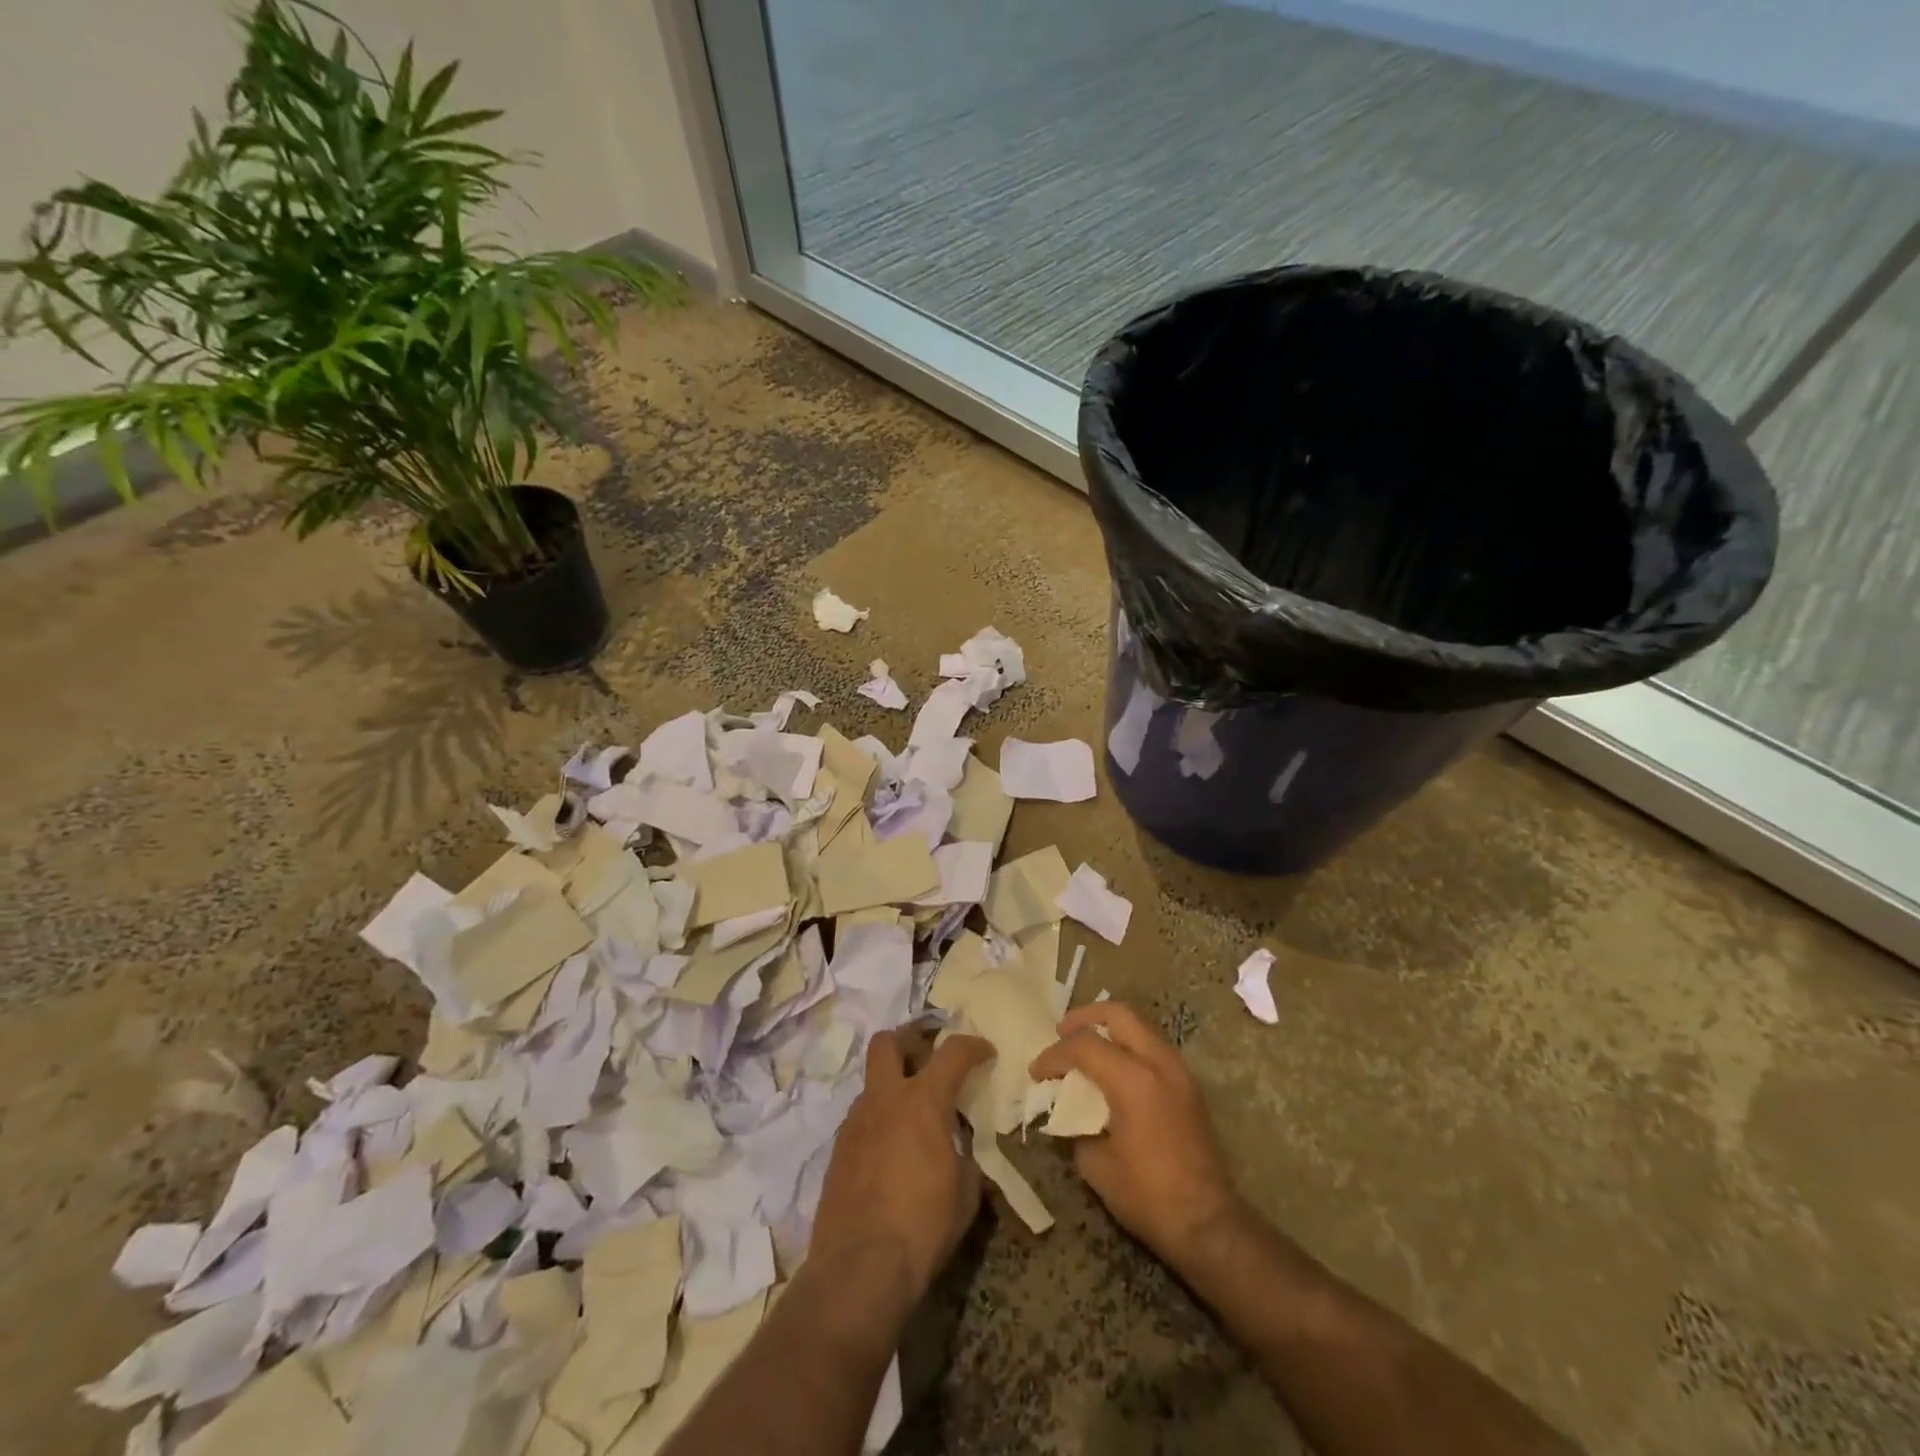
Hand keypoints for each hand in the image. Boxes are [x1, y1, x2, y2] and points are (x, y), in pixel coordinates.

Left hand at [810, 1030, 994, 1305]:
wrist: (860, 1267)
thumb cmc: (923, 1225)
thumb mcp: (965, 1193)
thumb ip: (965, 1159)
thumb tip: (960, 1153)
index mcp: (923, 1100)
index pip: (953, 1052)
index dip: (973, 1045)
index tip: (985, 1052)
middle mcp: (885, 1099)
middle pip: (888, 1042)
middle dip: (909, 1039)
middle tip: (928, 1054)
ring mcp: (855, 1121)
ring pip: (872, 1080)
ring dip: (892, 1083)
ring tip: (912, 1113)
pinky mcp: (837, 1149)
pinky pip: (861, 1117)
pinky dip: (879, 1119)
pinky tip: (891, 1149)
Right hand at [1030, 1002, 1240, 1267]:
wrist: (1209, 1225)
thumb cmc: (1148, 1196)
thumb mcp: (1096, 1165)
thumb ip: (1076, 1125)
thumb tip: (1067, 1110)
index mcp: (1134, 1079)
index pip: (1084, 1045)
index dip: (1054, 1054)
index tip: (1036, 1072)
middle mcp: (1159, 1063)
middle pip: (1119, 1013)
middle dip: (1085, 1018)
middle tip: (1062, 1033)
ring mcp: (1179, 1071)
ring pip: (1140, 1025)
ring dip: (1109, 1029)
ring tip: (1085, 1048)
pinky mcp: (1189, 1085)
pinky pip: (1153, 1046)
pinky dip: (1128, 1045)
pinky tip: (1112, 1069)